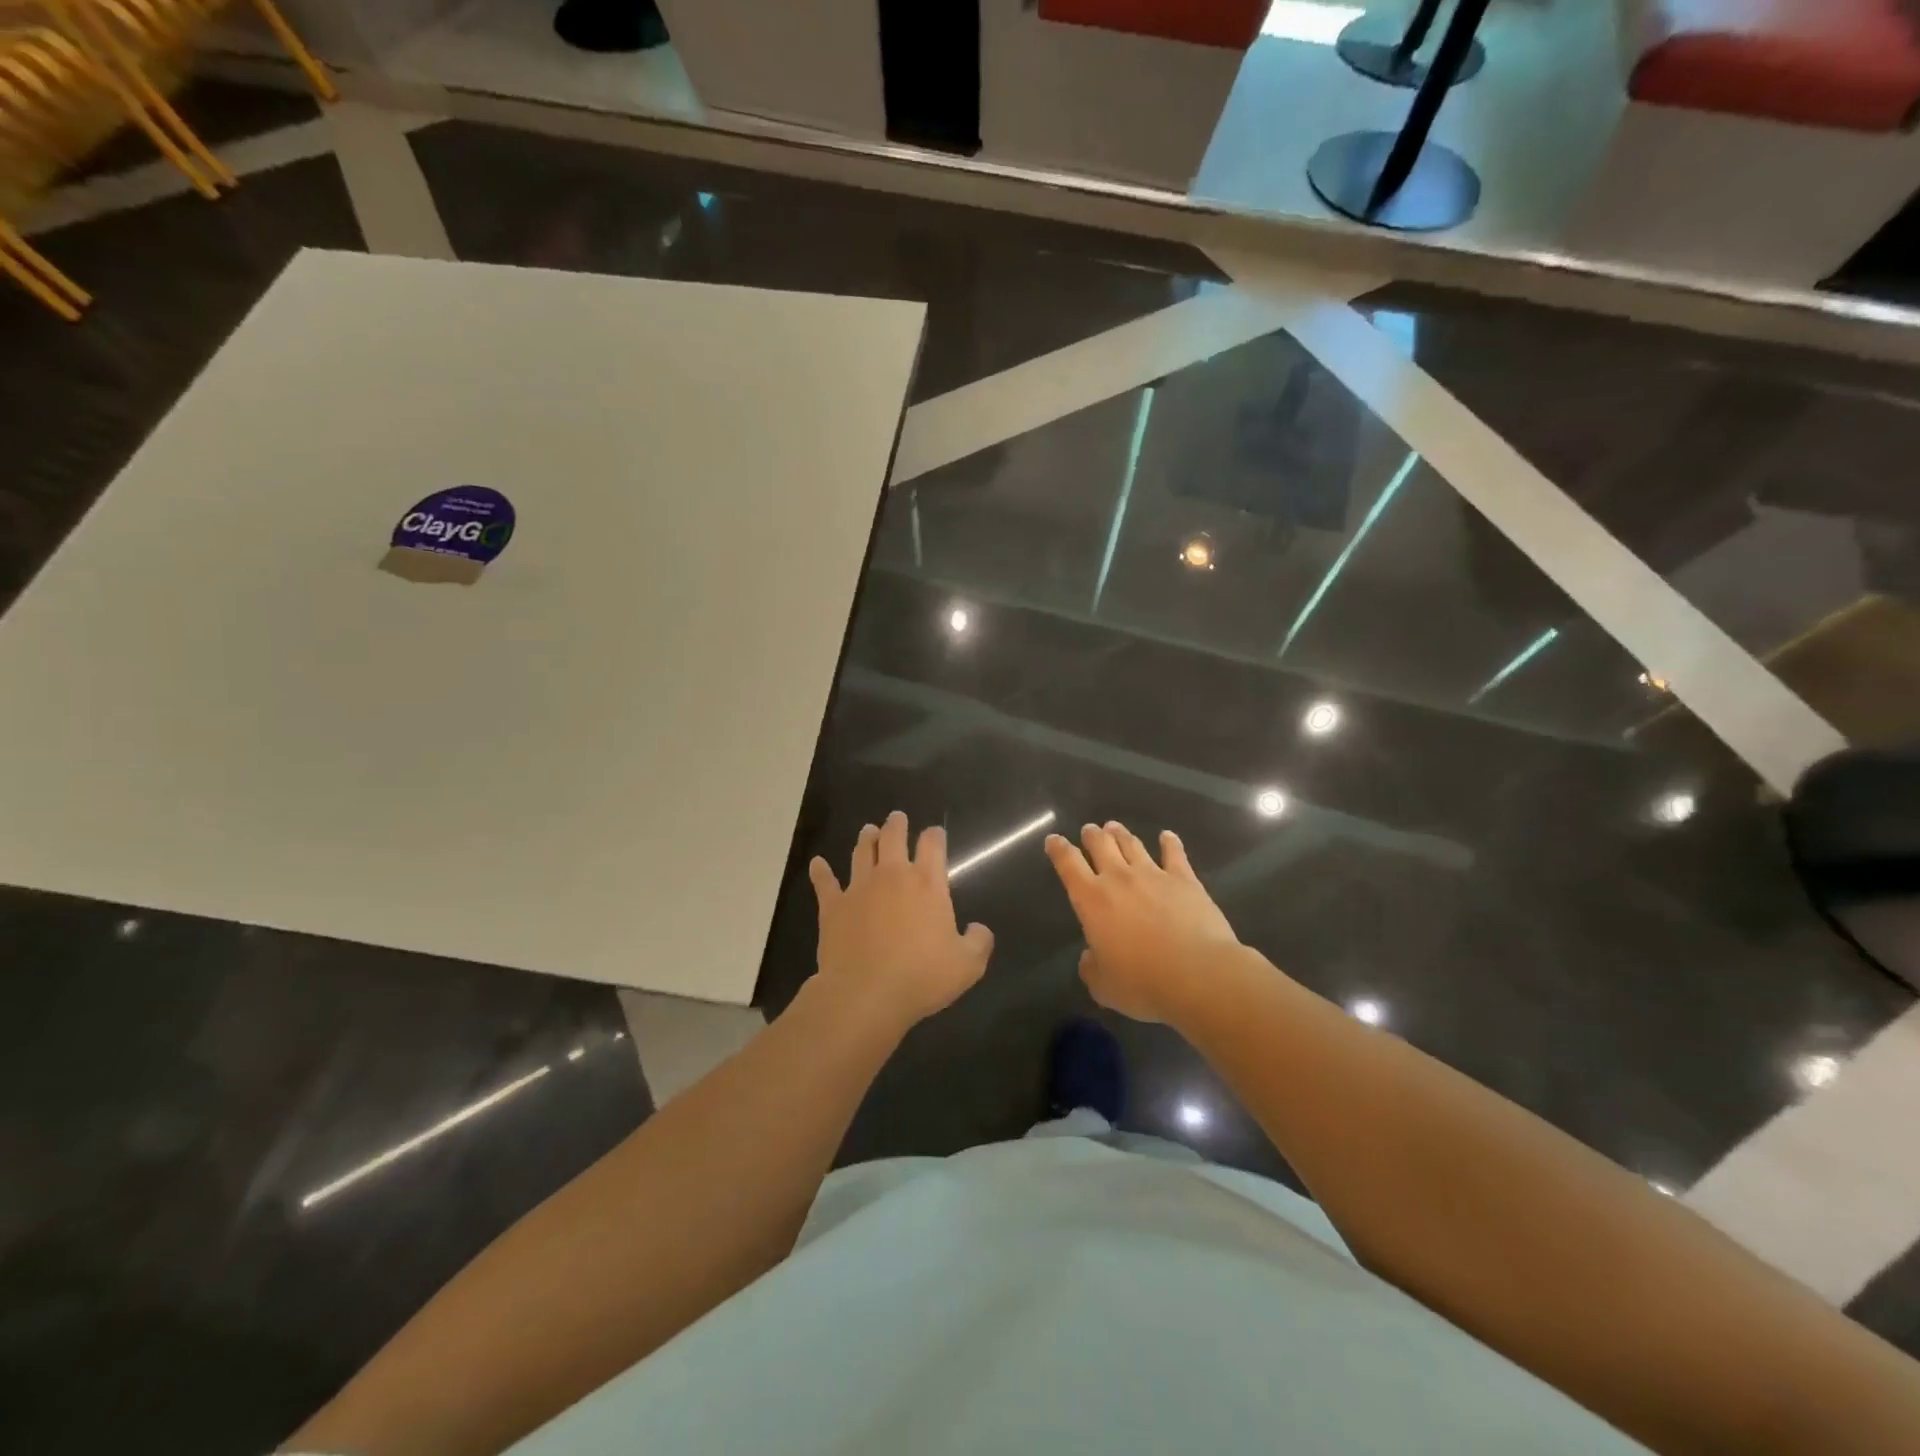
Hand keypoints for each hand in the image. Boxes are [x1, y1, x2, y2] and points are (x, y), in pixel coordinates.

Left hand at [809, 810, 993, 1034]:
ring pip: (862, 852)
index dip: (935, 836)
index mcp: (927, 884)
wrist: (865, 994)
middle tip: (897, 817)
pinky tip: (817, 864)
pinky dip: (821, 872)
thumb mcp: (967, 966)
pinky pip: (825, 883)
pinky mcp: (833, 907)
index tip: (935, 833)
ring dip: (867, 839)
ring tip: (869, 830)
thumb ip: (979, 942)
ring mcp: (859, 888)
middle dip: (896, 825)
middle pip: (893, 838)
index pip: (933, 846)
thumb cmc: (921, 977)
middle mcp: (892, 877)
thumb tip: (978, 929)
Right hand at [1045, 821, 1239, 1022]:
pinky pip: (1174, 854)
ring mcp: (1154, 875)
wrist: (1198, 974)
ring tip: (1114, 827)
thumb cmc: (1143, 983)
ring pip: (1132, 844)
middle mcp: (1119, 879)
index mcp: (1091, 900)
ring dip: (1121, 834)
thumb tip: (1090, 956)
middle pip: (1101, 845)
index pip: (1068, 865)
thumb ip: (1091, 967)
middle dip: (1092, 835)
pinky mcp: (1185, 880)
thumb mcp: (1103, 986)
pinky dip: (1170, 842)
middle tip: (1089, 830)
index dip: (1059, 849)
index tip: (1053, 840)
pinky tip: (1167, 836)